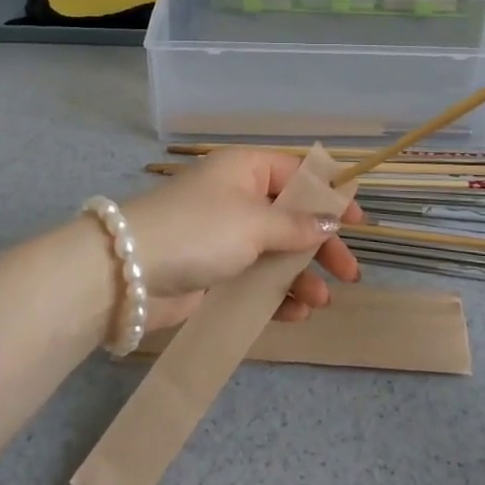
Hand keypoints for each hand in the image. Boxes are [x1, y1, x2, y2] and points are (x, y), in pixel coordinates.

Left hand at [116, 148, 362, 330]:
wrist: (127, 273)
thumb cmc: (199, 230)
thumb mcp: (255, 222)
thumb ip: (296, 225)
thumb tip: (330, 222)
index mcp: (246, 169)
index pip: (298, 175)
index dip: (329, 197)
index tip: (357, 223)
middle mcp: (238, 197)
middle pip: (291, 217)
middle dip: (319, 246)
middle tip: (349, 274)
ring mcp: (225, 236)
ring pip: (275, 252)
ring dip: (300, 276)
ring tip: (319, 302)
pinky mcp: (213, 271)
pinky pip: (254, 279)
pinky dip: (275, 295)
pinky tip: (295, 315)